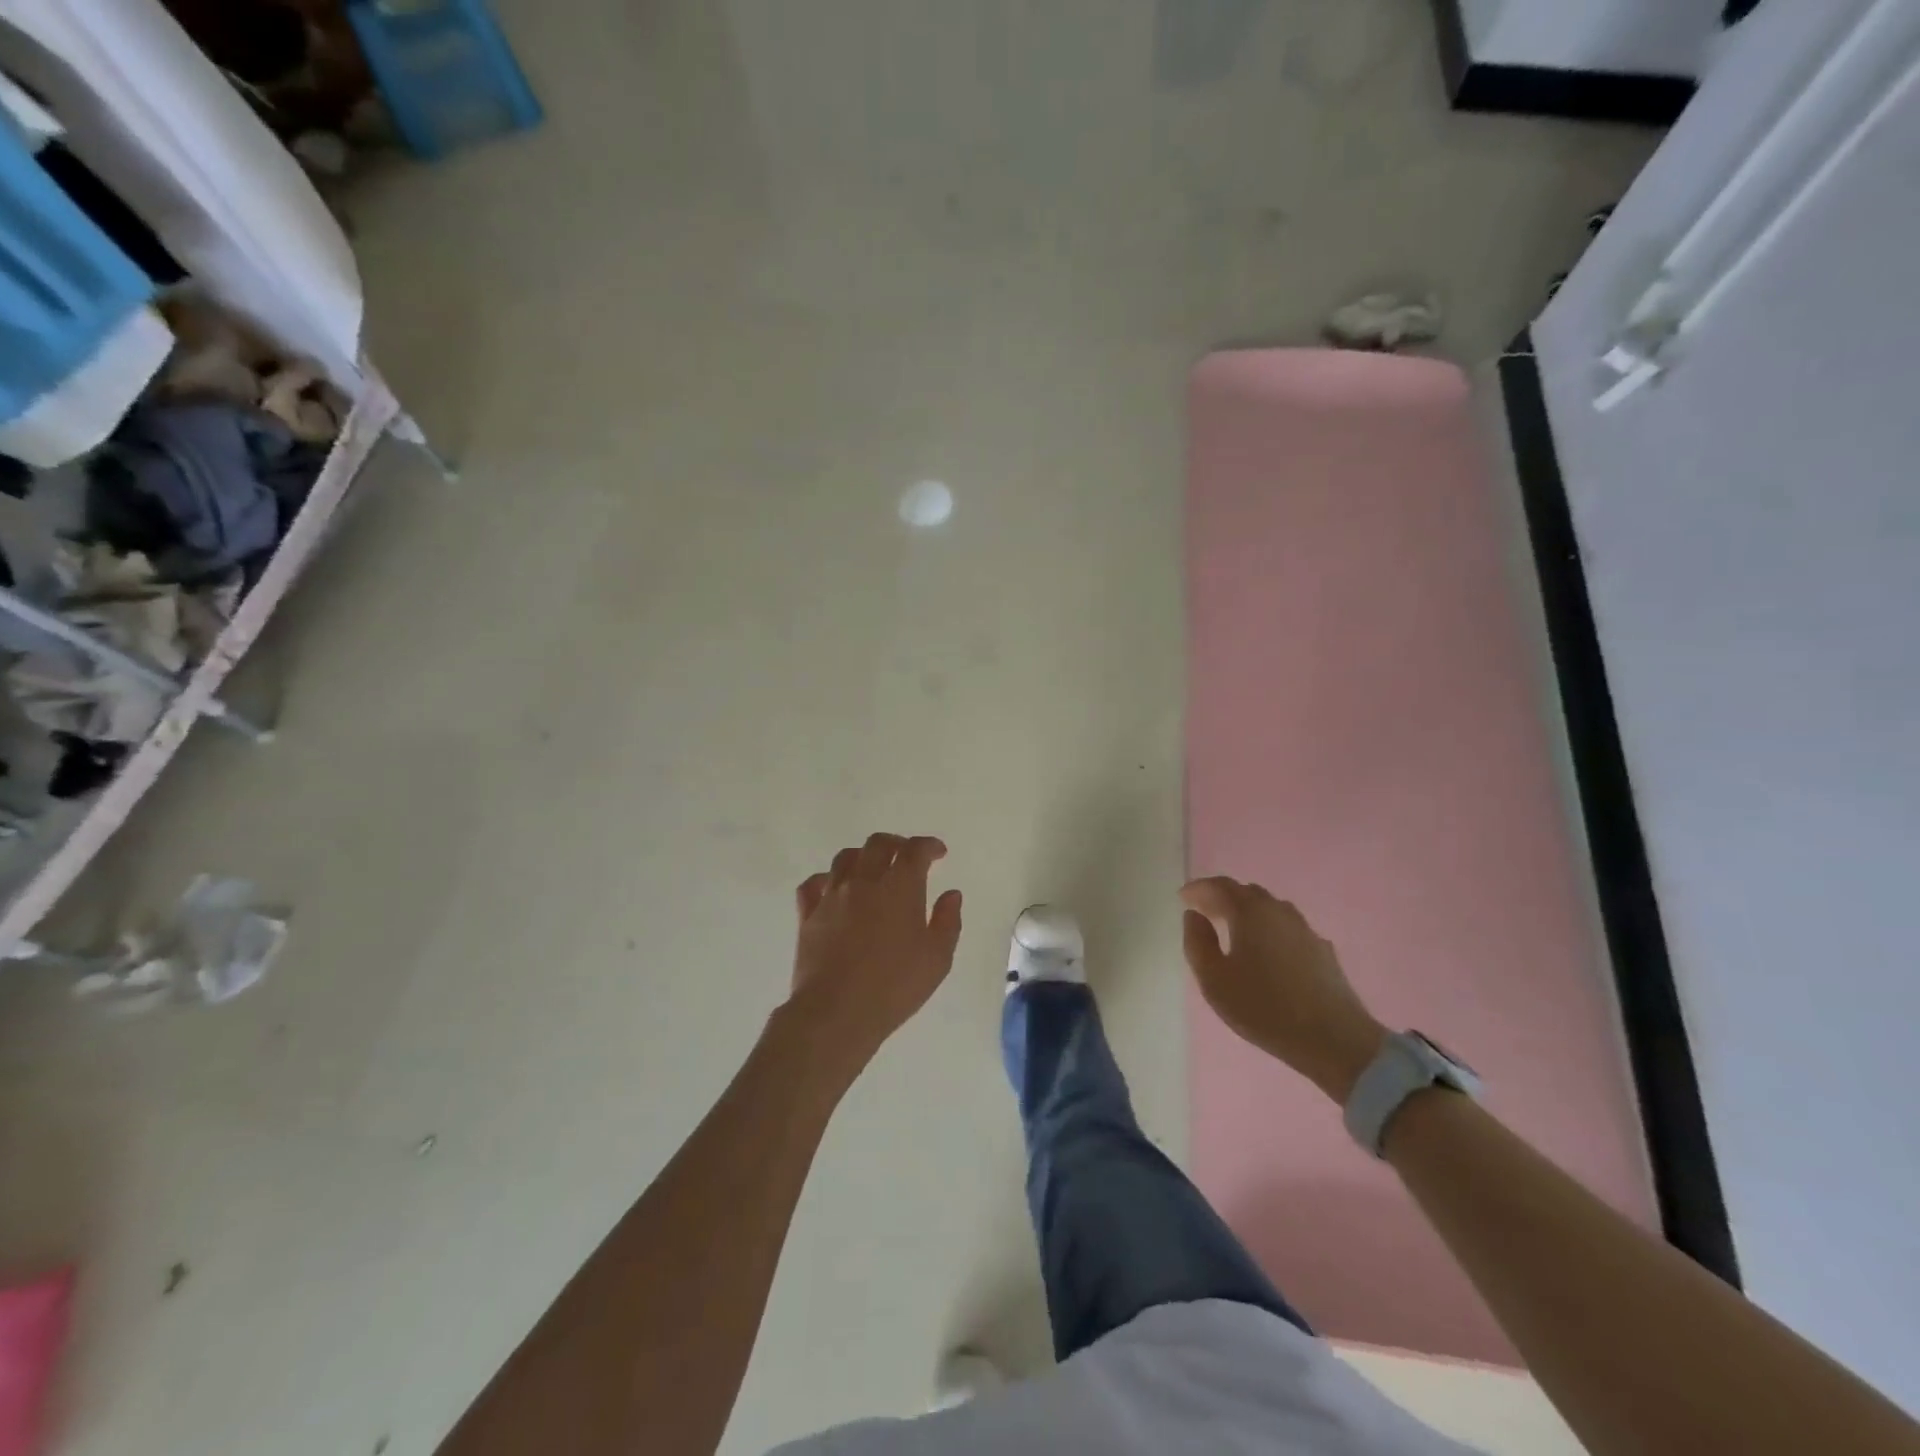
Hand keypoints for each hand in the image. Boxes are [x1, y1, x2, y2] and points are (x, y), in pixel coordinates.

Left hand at [784, 833, 963, 1073]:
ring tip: (872, 869)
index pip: (915, 851)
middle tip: (907, 856)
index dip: (929, 846)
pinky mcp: (808, 915)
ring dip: (863, 856)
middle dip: (897, 844)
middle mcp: (864, 881)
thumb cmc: (895, 985)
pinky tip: (833, 889)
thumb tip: (951, 894)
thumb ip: (947, 921)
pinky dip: (826, 880)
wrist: (837, 1012)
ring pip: (845, 858)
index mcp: (900, 887)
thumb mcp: (937, 958)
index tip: (938, 853)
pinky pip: (813, 884)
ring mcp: (832, 896)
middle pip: (878, 844)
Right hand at [1180, 877, 1386, 1101]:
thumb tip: (1194, 916)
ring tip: (1232, 929)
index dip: (1199, 888)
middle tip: (1204, 911)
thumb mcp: (1214, 980)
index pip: (1221, 886)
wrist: (1334, 1039)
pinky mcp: (1322, 951)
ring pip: (1270, 909)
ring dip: (1247, 912)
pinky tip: (1265, 951)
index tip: (1183, 897)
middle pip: (1247, 893)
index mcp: (1251, 912)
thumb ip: (1197, 942)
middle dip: (1223, 897)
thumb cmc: (1264, 1007)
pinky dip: (1268, 929)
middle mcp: (1279, 911)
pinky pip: (1286, 928)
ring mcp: (1305, 930)